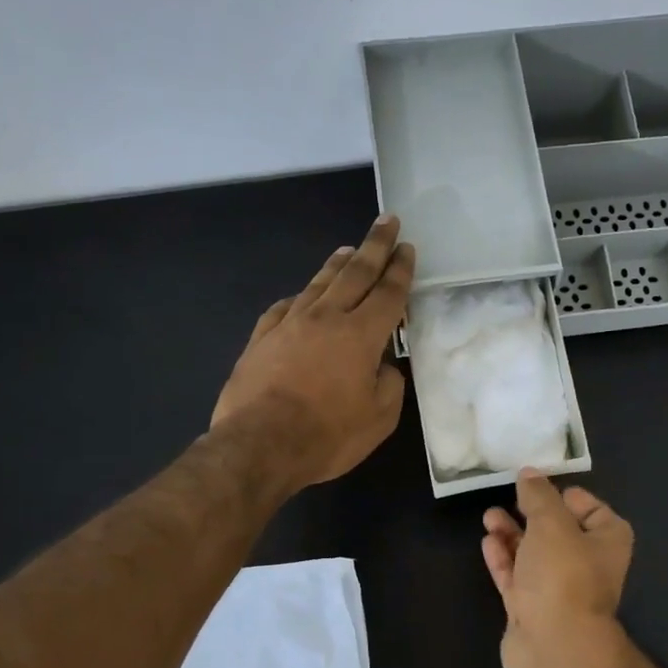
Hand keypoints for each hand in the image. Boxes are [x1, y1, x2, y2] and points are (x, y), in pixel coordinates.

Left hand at [212, 216, 414, 489]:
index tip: (407, 247)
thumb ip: (390, 384)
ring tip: (349, 249)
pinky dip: (301, 296)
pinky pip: (286, 307)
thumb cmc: (327, 435)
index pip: (388, 293)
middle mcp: (325, 318)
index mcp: (361, 335)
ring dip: (338, 264)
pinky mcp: (261, 338)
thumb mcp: (379, 418)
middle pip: (355, 273)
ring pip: (319, 284)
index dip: (400, 270)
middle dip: (375, 246)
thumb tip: (383, 366)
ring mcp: (289, 325)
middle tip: (387, 222)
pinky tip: (303, 295)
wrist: (259, 445)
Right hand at [482, 470, 633, 667]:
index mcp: (606, 542)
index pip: (594, 511)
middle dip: (532, 513)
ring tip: (489, 516)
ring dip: (512, 533)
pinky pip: (516, 576)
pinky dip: (503, 558)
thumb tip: (529, 474)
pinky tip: (487, 541)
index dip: (568, 496)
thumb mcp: (551, 523)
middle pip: (558, 531)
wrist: (554, 646)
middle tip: (508, 496)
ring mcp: (557, 589)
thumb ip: (538, 496)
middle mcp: (585, 564)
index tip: (540, 485)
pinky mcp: (531, 608)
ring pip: (533, 553)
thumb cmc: (563, 575)